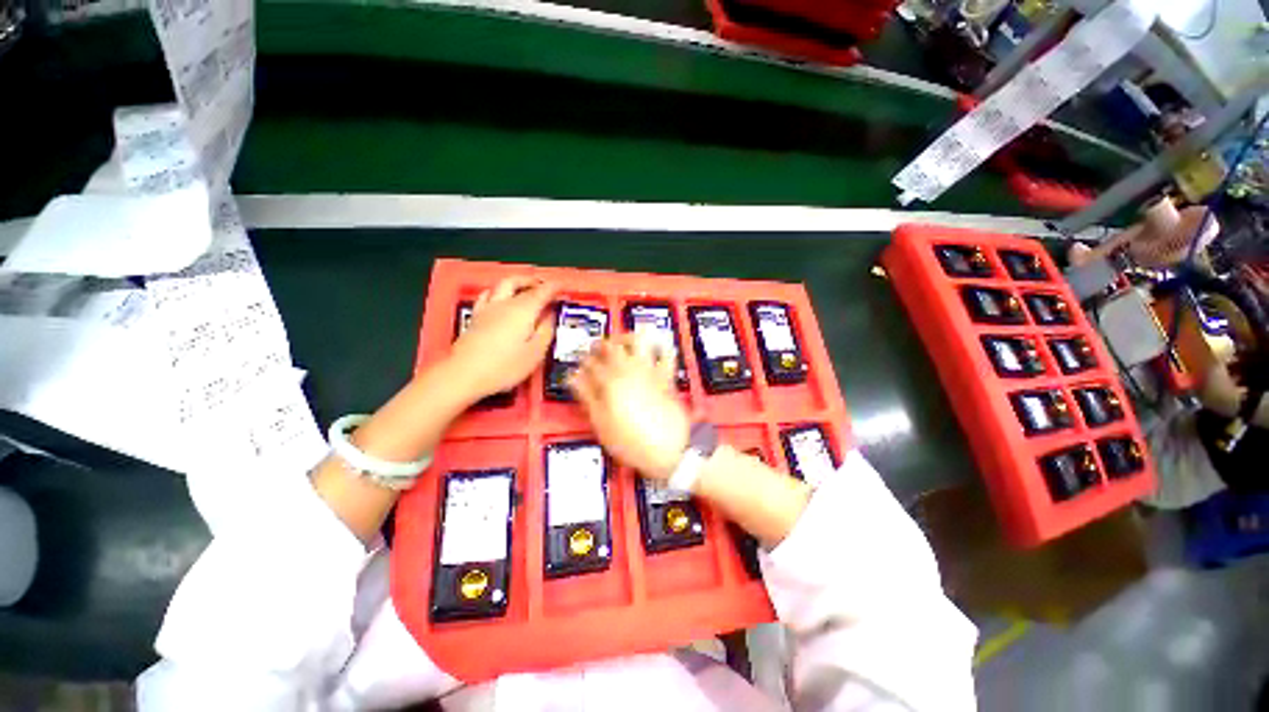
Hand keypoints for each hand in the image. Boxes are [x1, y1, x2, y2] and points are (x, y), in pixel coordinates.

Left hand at [450, 277, 558, 400]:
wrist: (464, 374)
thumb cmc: (505, 366)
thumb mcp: (535, 352)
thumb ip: (546, 331)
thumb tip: (551, 315)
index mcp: (523, 310)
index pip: (543, 291)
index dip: (555, 287)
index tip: (564, 286)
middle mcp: (505, 303)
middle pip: (518, 282)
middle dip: (533, 280)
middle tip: (545, 285)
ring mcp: (487, 309)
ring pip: (501, 285)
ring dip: (516, 283)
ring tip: (525, 289)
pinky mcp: (475, 317)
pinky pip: (487, 295)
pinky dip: (498, 292)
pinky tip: (499, 299)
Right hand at [569, 333, 690, 479]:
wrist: (668, 449)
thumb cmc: (631, 440)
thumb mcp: (601, 423)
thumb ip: (587, 396)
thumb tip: (573, 378)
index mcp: (611, 381)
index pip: (590, 364)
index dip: (582, 363)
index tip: (579, 367)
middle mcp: (630, 369)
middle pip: (611, 346)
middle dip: (599, 344)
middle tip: (594, 350)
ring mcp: (650, 370)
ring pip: (639, 340)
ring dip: (628, 337)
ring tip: (621, 343)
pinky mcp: (666, 376)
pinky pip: (667, 353)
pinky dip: (661, 346)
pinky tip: (655, 347)